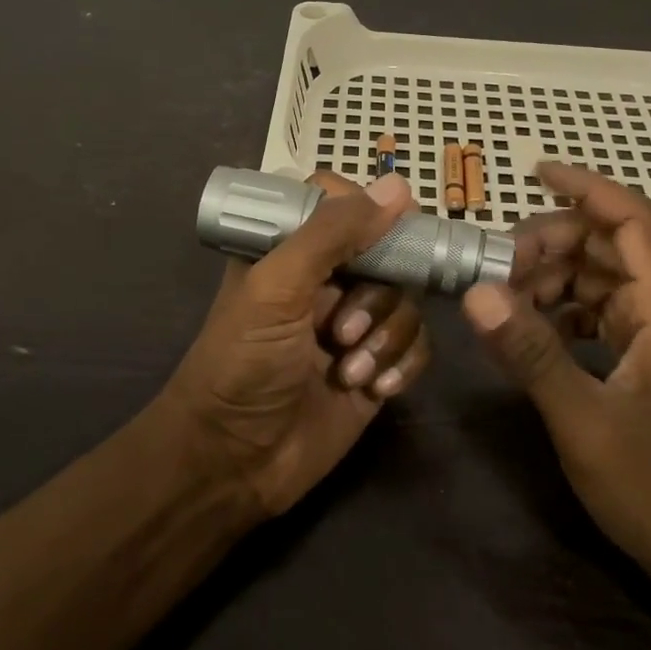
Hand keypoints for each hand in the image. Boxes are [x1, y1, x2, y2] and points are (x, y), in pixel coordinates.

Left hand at [165, 171, 431, 518]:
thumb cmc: (242, 363)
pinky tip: (375, 389)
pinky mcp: (376, 365)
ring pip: (406, 301)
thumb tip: (398, 187)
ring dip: (386, 336)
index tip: (383, 234)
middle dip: (376, 295)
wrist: (234, 462)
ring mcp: (354, 324)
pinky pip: (416, 345)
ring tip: (350, 371)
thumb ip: (331, 234)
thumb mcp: (276, 288)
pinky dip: (402, 364)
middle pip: (388, 254)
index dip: (368, 212)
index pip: (342, 204)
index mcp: (291, 249)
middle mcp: (326, 280)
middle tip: (343, 330)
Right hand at [460, 162, 650, 603]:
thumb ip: (531, 352)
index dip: (588, 187)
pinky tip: (532, 329)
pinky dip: (566, 311)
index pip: (634, 220)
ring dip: (554, 279)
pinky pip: (604, 315)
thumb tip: (476, 292)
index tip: (534, 172)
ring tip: (505, 299)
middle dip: (552, 244)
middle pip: (611, 247)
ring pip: (604, 281)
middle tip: (496, 268)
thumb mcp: (585, 421)